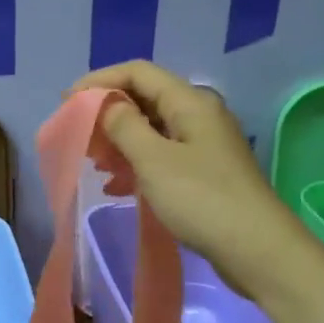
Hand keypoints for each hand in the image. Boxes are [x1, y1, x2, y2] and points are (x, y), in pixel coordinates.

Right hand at [71, 60, 313, 301]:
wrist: (256, 249)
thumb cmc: (201, 199)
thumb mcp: (154, 160)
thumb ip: (124, 126)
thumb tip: (106, 103)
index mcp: (190, 102)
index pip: (138, 73)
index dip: (99, 81)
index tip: (67, 102)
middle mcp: (199, 115)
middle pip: (145, 99)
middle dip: (108, 113)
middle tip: (79, 136)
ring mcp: (203, 146)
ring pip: (152, 130)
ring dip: (119, 142)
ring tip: (94, 163)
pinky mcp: (204, 173)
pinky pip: (162, 157)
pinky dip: (136, 165)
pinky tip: (117, 187)